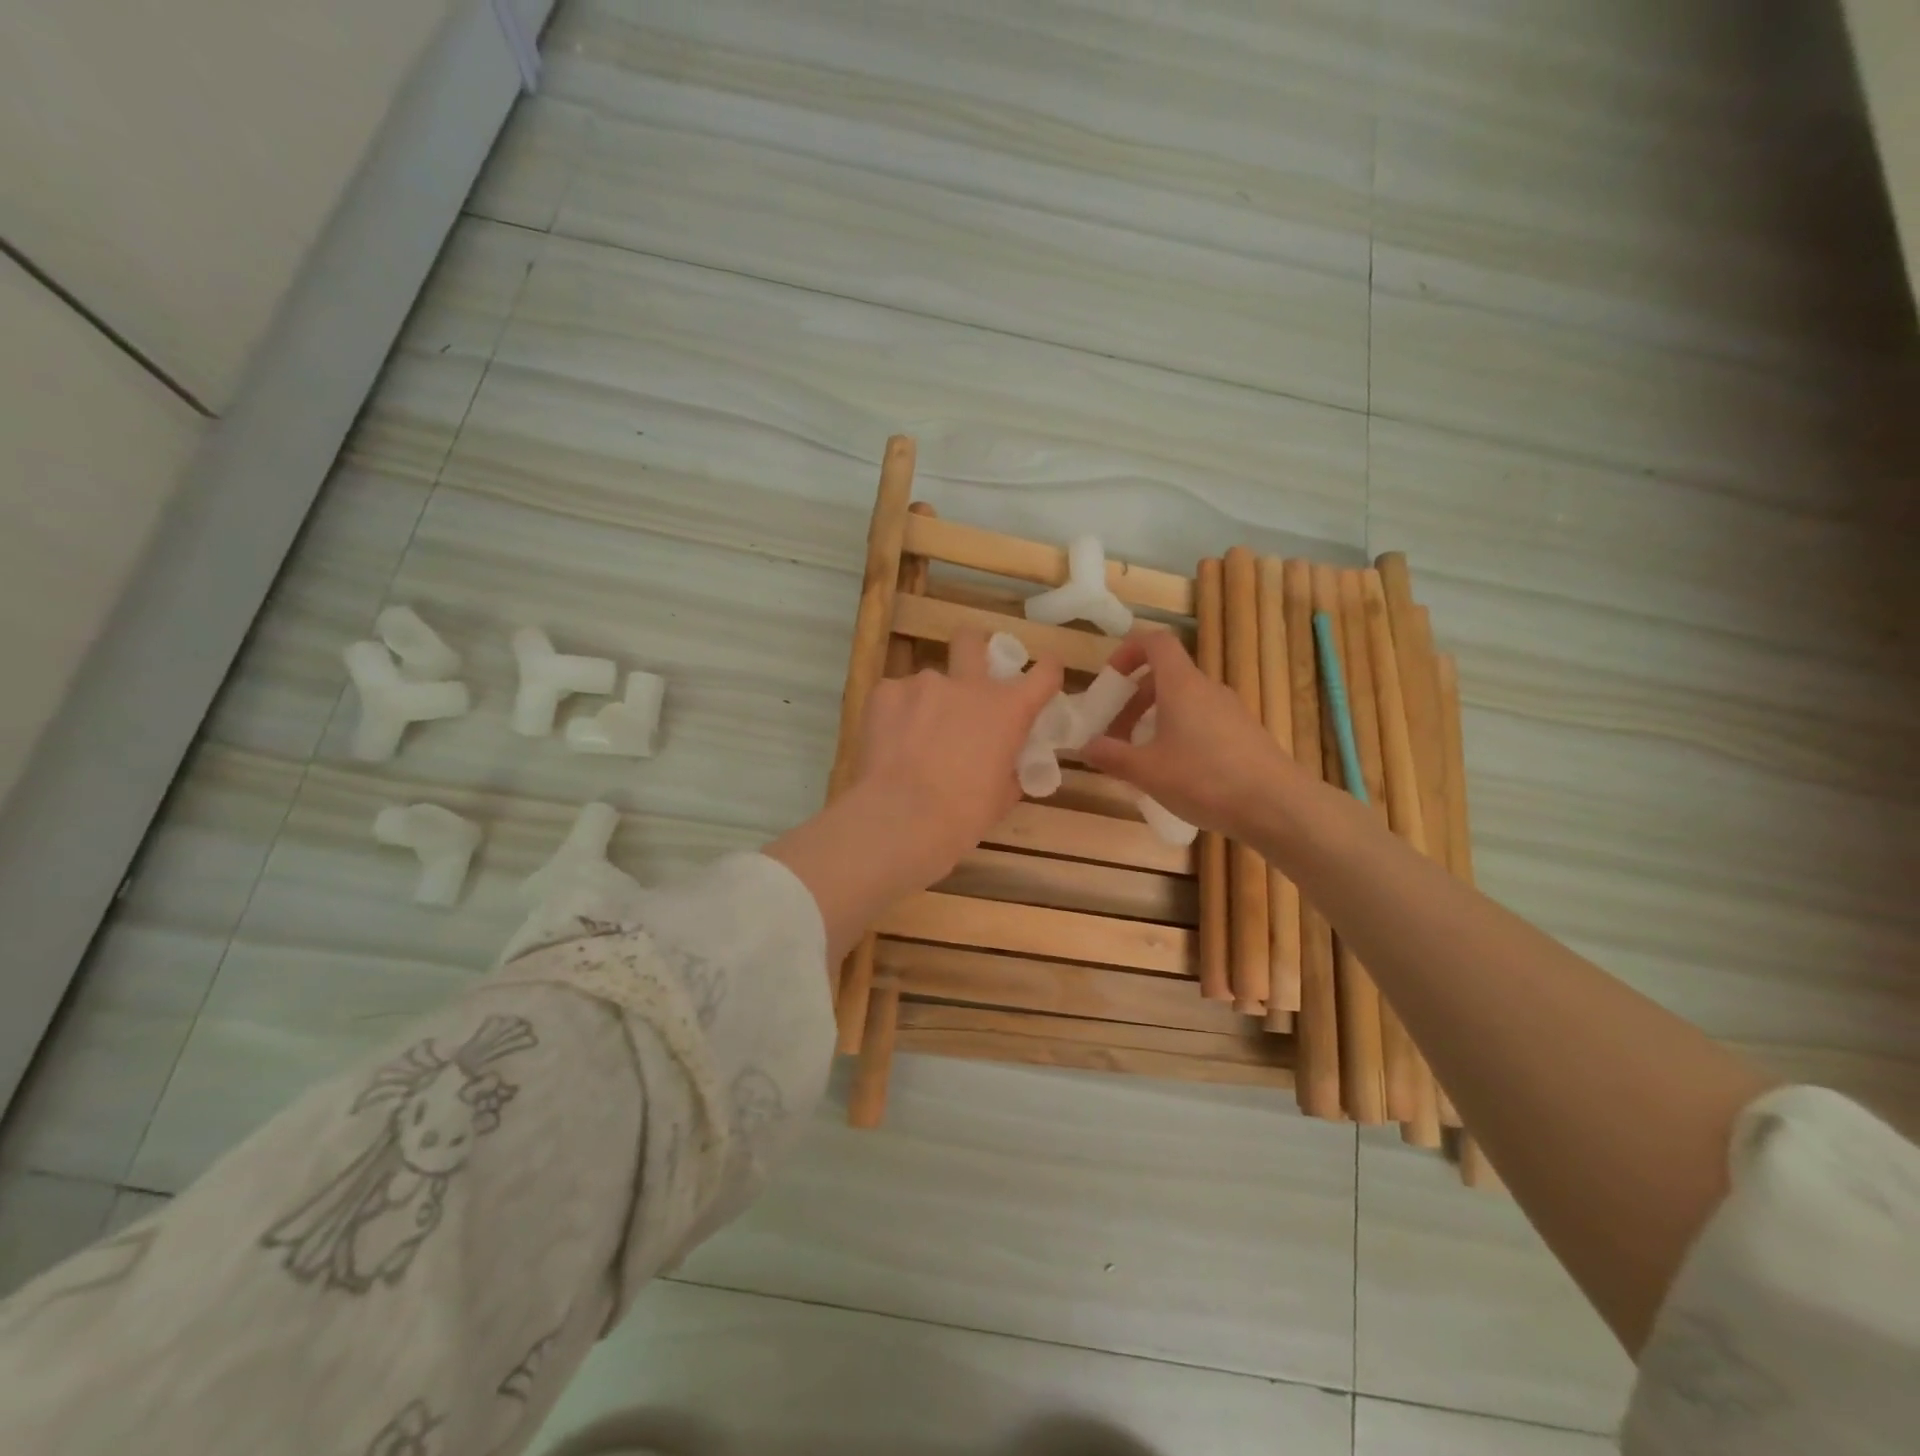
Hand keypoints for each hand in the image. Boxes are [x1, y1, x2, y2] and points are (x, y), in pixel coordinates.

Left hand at [851, 627, 1064, 882]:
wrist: (903, 818)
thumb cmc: (963, 815)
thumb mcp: (1002, 796)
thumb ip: (1009, 768)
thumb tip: (1006, 764)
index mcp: (1008, 709)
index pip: (1044, 673)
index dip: (1047, 670)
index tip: (1043, 672)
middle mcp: (968, 684)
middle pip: (971, 640)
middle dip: (972, 650)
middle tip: (964, 679)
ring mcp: (924, 683)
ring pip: (928, 681)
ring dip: (927, 702)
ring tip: (912, 738)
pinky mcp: (885, 691)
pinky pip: (894, 695)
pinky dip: (896, 714)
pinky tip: (889, 743)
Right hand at [1082, 628, 1296, 840]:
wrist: (1277, 806)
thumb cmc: (1204, 779)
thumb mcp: (1147, 771)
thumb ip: (1111, 755)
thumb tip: (1085, 746)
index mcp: (1181, 685)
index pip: (1155, 642)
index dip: (1128, 651)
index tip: (1109, 680)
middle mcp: (1207, 689)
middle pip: (1165, 677)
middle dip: (1133, 701)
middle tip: (1115, 736)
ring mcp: (1230, 711)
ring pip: (1183, 703)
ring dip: (1154, 722)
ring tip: (1140, 760)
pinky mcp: (1244, 734)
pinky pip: (1202, 722)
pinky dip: (1179, 736)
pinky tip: (1174, 774)